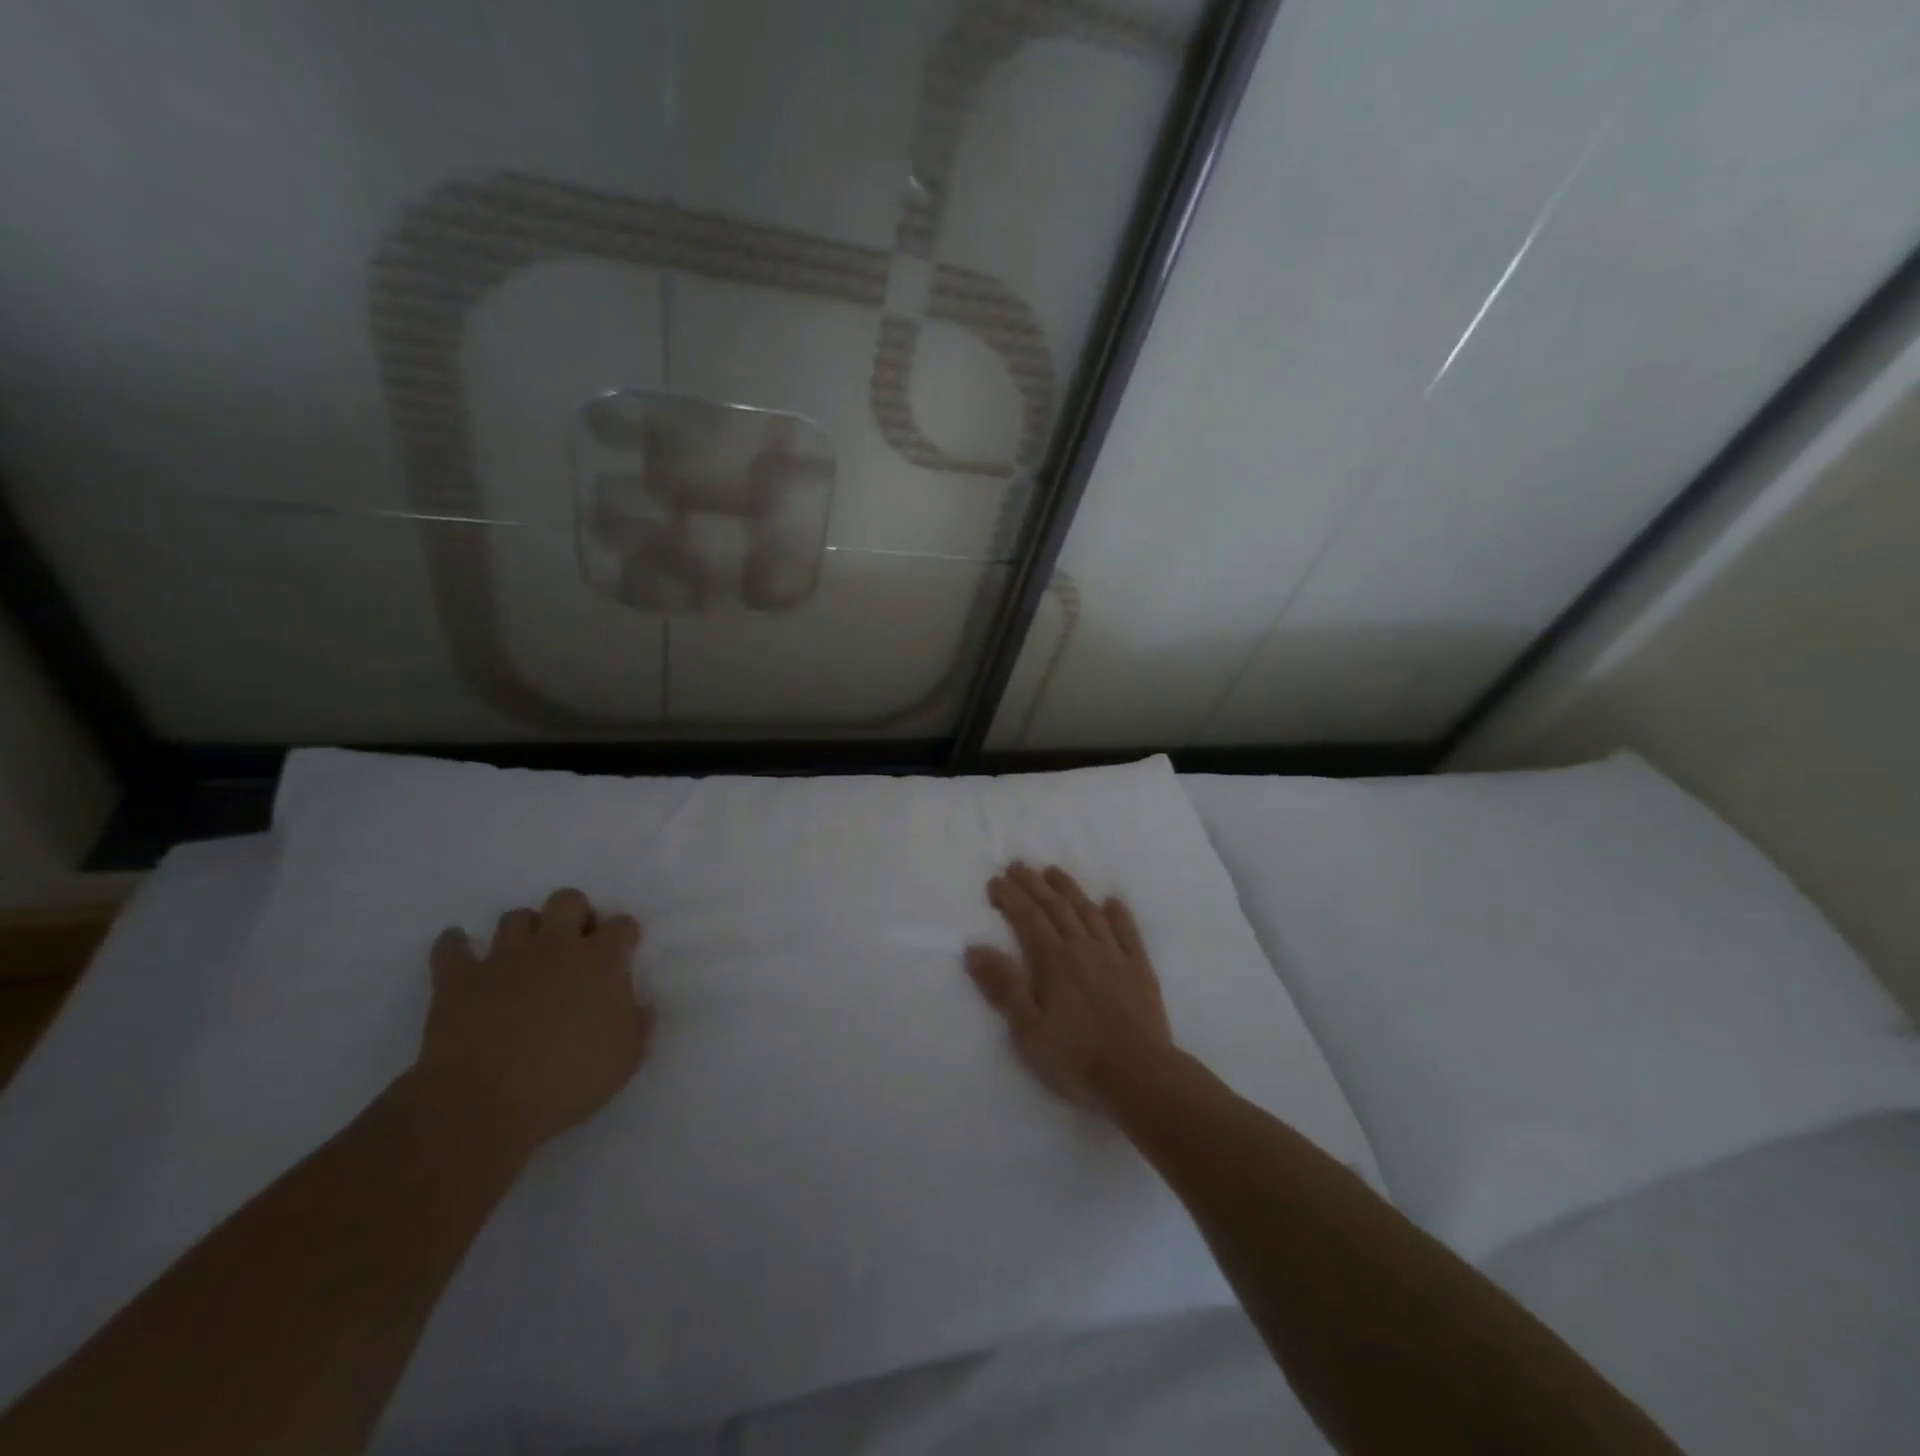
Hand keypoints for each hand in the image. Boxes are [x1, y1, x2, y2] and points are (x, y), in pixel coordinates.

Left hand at [403, 888, 652, 1161]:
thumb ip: (638, 1025)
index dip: (624, 935)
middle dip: (575, 914)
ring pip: (515, 917)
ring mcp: (504, 958)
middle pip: (567, 900)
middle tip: (575, 946)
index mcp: (601, 961)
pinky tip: (462, 955)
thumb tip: (642, 1007)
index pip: (621, 926)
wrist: (486, 1103)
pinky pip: (451, 946)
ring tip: (525, 957)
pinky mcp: (458, 979)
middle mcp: (555, 946)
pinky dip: (456, 946)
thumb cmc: (569, 1081)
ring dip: (524, 931)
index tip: (623, 951)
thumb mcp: (626, 1060)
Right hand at [965, 863, 1173, 1111]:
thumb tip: (975, 948)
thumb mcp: (1027, 1031)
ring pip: (1089, 911)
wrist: (1141, 1077)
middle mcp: (1083, 947)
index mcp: (1053, 960)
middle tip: (1018, 866)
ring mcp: (1114, 955)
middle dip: (1034, 883)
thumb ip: (1003, 987)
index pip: (1027, 917)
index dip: (1010, 896)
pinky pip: (1127, 931)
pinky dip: (1118, 913)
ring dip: (1070, 889)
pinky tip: (1112, 902)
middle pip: (1056, 906)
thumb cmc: (1076, 1058)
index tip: (995, 881)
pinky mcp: (1139, 969)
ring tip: (1054, 872)